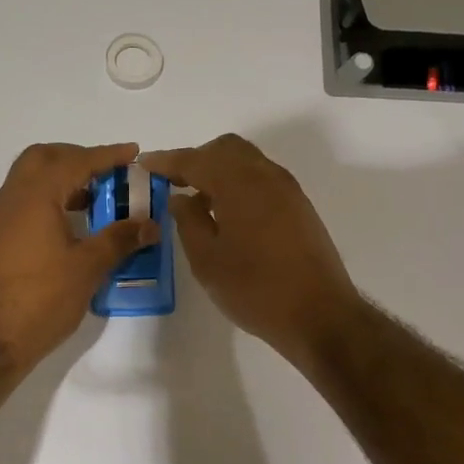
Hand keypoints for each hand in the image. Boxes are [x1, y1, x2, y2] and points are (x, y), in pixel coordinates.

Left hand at [0, 142, 159, 376]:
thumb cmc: (41, 299)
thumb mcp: (88, 267)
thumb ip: (120, 239)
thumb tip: (151, 224)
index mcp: (35, 196)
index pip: (76, 161)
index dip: (107, 155)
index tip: (133, 153)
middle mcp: (12, 197)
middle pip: (44, 158)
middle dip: (78, 158)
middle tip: (108, 174)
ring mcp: (0, 218)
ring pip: (31, 179)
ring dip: (63, 179)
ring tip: (96, 200)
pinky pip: (24, 201)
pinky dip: (50, 199)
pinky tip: (71, 225)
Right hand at [140, 134, 361, 366]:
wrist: (319, 314)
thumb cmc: (255, 289)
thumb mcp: (207, 260)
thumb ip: (188, 221)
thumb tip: (181, 198)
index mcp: (239, 183)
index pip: (195, 159)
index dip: (167, 160)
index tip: (145, 164)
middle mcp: (266, 176)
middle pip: (226, 149)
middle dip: (196, 159)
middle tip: (173, 182)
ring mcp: (288, 190)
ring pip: (247, 162)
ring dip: (220, 171)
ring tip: (198, 200)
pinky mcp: (300, 208)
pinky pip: (262, 180)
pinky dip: (239, 184)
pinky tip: (227, 214)